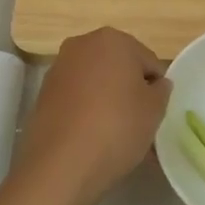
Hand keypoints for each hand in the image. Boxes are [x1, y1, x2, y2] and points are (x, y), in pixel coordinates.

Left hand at [18, 27, 170, 204]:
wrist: (61, 164)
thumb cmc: (117, 127)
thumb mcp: (155, 109)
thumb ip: (161, 90)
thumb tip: (156, 85)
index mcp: (113, 40)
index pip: (148, 61)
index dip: (156, 88)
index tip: (155, 112)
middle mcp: (82, 45)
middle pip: (119, 68)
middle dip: (129, 90)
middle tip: (138, 122)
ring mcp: (59, 69)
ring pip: (96, 83)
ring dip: (108, 101)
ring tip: (116, 135)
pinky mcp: (43, 94)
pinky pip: (76, 98)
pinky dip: (87, 111)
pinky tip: (94, 138)